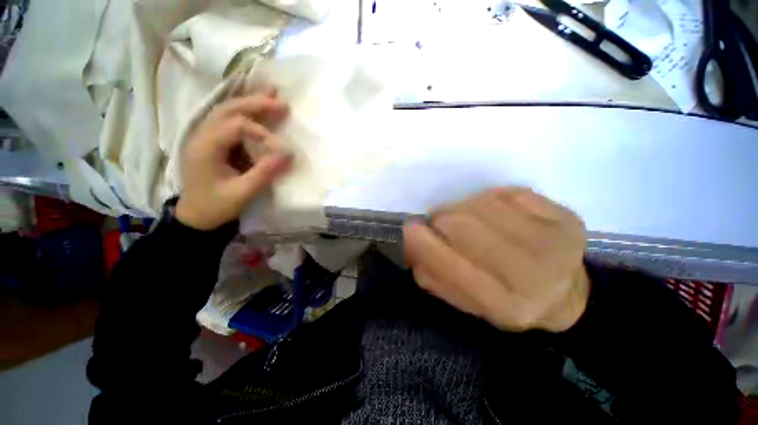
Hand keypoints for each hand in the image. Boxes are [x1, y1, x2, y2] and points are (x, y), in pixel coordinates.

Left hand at [176, 91, 291, 229]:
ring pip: (227, 110)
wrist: (196, 217)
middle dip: (256, 103)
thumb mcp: (243, 193)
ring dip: (251, 102)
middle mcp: (202, 135)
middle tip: (281, 101)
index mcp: (205, 147)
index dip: (263, 133)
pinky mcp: (213, 143)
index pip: (237, 126)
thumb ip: (265, 172)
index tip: (283, 149)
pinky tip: (258, 107)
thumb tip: (290, 154)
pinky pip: (229, 121)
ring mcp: (206, 137)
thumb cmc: (216, 206)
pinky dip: (246, 112)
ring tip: (272, 93)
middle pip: (229, 109)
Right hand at [404, 188, 589, 331]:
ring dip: (463, 208)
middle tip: (442, 225)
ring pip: (482, 204)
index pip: (451, 266)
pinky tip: (495, 213)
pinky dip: (490, 200)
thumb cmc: (507, 301)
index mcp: (504, 303)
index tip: (409, 228)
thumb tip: (410, 244)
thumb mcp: (465, 302)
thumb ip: (433, 276)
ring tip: (468, 218)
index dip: (424, 243)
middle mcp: (532, 273)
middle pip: (463, 225)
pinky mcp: (564, 216)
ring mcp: (553, 240)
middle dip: (442, 220)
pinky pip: (506, 193)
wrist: (564, 294)